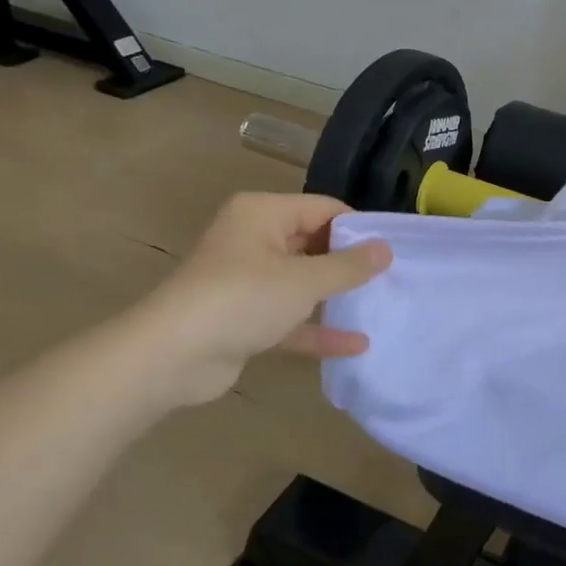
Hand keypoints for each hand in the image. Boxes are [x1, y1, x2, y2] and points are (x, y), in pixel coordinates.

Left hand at [133, 192, 391, 405]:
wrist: (172, 356)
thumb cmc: (242, 299)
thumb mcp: (304, 280)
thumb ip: (348, 266)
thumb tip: (386, 248)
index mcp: (263, 213)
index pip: (323, 208)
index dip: (359, 227)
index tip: (393, 250)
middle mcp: (254, 239)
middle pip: (313, 243)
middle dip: (349, 263)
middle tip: (392, 279)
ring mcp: (248, 280)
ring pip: (302, 283)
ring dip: (335, 297)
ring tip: (380, 306)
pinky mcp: (245, 318)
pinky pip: (290, 317)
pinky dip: (317, 328)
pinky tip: (356, 345)